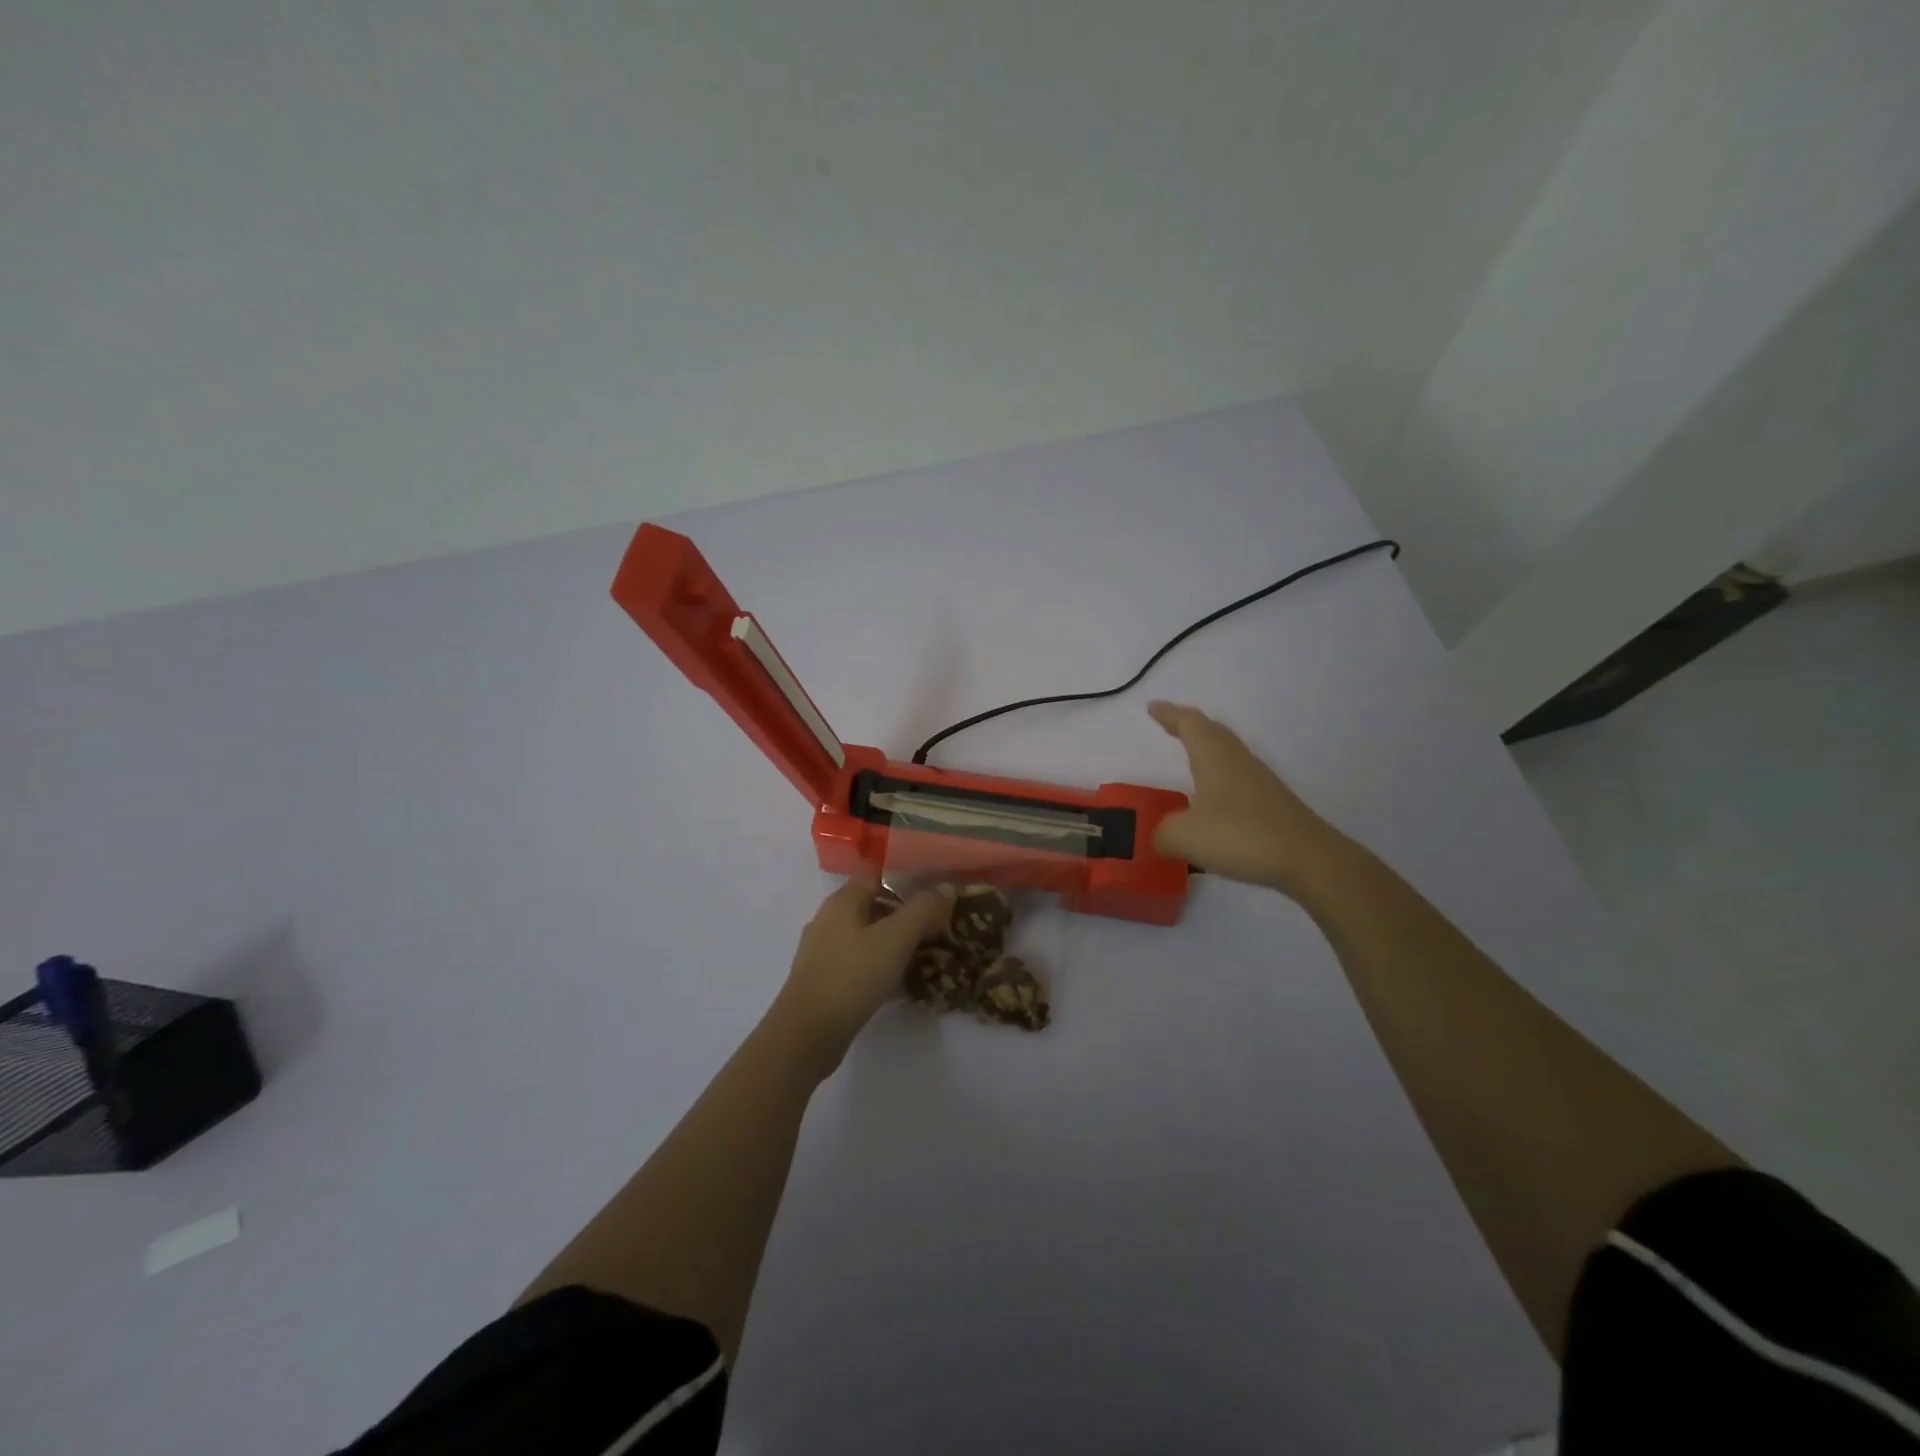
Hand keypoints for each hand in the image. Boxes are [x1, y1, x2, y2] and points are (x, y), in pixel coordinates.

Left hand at [768, 874, 954, 1074]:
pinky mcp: (823, 979)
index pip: (877, 875)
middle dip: (904, 913)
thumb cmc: (852, 977)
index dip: (907, 879)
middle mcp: (829, 919)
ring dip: (893, 941)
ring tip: (924, 955)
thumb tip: (944, 888)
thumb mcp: (895, 939)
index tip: (935, 893)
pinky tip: (898, 982)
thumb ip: (922, 909)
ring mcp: (822, 951)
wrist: (806, 1035)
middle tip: (936, 927)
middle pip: (872, 905)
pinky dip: (879, 965)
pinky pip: (858, 962)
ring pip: (866, 935)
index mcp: (842, 901)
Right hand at [1148, 700, 1348, 896]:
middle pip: (1211, 732)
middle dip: (1188, 726)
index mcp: (1214, 756)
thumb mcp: (1184, 836)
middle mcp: (1237, 760)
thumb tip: (1161, 835)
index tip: (1152, 707)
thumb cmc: (1240, 835)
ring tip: (1189, 759)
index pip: (1189, 723)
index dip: (1169, 714)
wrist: (1308, 859)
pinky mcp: (1271, 804)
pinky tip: (1212, 801)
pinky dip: (1218, 780)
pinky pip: (1236, 780)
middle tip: (1169, 725)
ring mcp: (1258, 781)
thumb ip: (1163, 833)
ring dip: (1206, 752)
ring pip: (1226, 755)